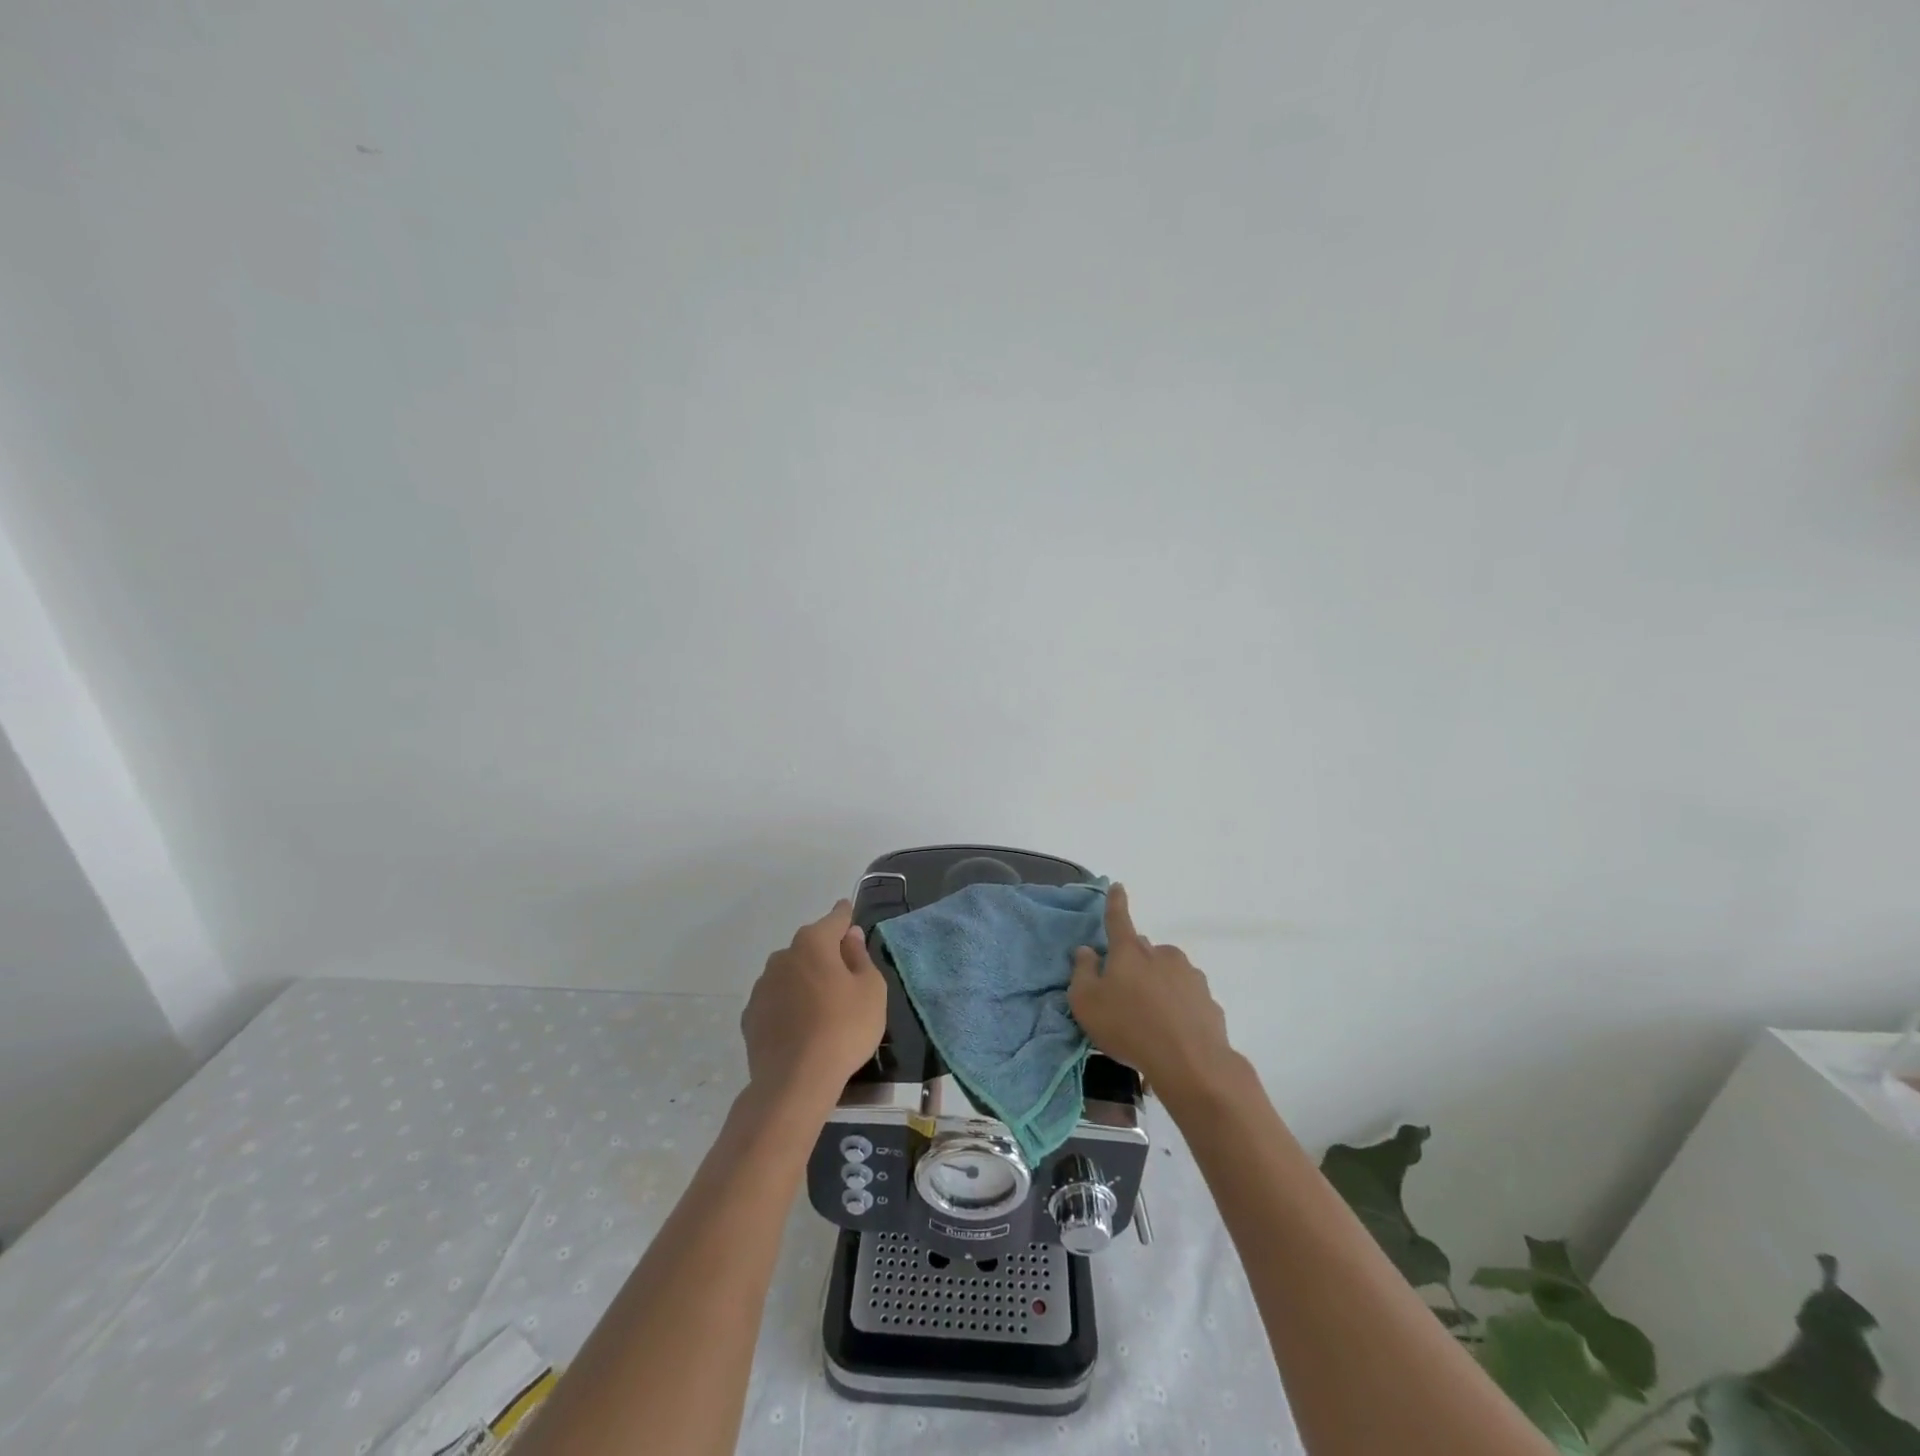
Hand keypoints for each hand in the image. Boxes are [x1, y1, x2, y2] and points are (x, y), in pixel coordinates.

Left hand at [741, 899, 887, 1111]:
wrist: (794, 1081)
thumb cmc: (843, 1028)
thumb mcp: (870, 991)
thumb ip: (860, 958)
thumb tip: (850, 937)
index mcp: (813, 943)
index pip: (834, 919)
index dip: (845, 916)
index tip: (848, 912)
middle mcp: (783, 956)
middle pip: (810, 946)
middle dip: (826, 953)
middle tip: (845, 974)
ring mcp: (762, 986)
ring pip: (790, 973)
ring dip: (805, 979)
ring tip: (823, 1005)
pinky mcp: (751, 1016)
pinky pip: (777, 1000)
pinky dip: (789, 1005)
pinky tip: (801, 1026)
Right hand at [1069, 883, 1233, 1104]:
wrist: (1190, 1062)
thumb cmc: (1128, 1027)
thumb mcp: (1087, 1002)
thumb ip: (1082, 972)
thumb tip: (1086, 950)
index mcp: (1130, 951)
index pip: (1119, 918)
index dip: (1116, 902)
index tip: (1118, 886)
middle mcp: (1162, 954)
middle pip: (1143, 951)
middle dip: (1134, 964)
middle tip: (1124, 994)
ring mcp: (1190, 975)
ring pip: (1167, 973)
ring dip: (1157, 987)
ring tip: (1149, 1022)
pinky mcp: (1209, 1000)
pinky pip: (1186, 998)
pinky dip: (1178, 1008)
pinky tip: (1172, 1033)